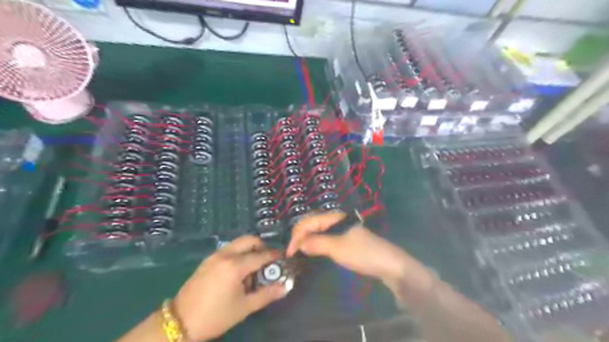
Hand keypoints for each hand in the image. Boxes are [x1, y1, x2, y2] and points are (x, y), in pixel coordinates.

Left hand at [173, 236, 287, 340]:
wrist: (180, 322)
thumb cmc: (216, 316)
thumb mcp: (245, 307)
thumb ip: (267, 294)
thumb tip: (285, 287)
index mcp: (235, 265)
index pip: (261, 255)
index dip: (274, 255)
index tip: (283, 258)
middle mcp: (225, 254)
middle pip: (249, 240)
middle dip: (262, 246)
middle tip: (268, 260)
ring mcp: (214, 255)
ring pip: (238, 243)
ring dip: (249, 249)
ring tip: (253, 268)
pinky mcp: (207, 260)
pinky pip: (228, 249)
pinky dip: (238, 253)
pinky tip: (238, 271)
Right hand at [287, 212, 432, 295]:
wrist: (387, 263)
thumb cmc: (361, 253)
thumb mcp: (337, 248)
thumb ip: (316, 243)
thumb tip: (299, 243)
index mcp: (333, 217)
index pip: (308, 221)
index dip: (296, 235)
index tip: (290, 252)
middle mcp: (336, 220)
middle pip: (312, 224)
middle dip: (300, 236)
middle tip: (292, 252)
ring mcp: (341, 230)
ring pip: (318, 231)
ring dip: (307, 240)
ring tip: (299, 252)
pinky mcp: (345, 240)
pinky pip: (325, 238)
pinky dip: (316, 244)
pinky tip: (313, 251)